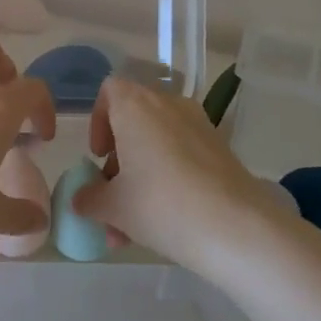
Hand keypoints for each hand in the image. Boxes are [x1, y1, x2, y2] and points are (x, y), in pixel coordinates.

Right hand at [71, 76, 292, 271]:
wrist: (238, 229)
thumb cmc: (162, 205)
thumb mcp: (113, 207)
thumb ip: (89, 198)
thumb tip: (82, 199)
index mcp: (136, 106)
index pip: (109, 91)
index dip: (98, 122)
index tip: (98, 157)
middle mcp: (169, 106)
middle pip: (134, 123)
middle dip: (118, 162)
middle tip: (112, 198)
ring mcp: (200, 127)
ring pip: (158, 146)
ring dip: (140, 179)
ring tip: (132, 229)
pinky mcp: (222, 151)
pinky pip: (183, 157)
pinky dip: (168, 180)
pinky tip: (165, 223)